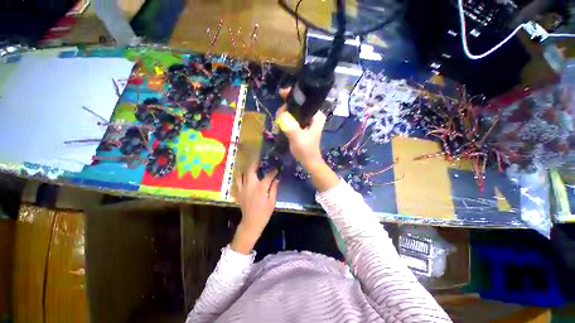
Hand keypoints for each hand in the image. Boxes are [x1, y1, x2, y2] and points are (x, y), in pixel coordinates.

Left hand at [231, 163, 278, 253]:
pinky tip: (243, 174)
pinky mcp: (239, 192)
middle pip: (251, 170)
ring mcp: (243, 188)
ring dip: (246, 168)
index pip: (268, 175)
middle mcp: (250, 185)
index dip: (273, 170)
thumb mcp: (272, 201)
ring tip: (250, 164)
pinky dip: (240, 176)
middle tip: (259, 158)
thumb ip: (274, 188)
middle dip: (255, 162)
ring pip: (242, 174)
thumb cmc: (264, 212)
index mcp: (261, 188)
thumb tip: (277, 178)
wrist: (251, 222)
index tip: (277, 167)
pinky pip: (237, 181)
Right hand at [276, 88, 326, 170]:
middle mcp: (313, 115)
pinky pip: (293, 118)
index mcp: (316, 115)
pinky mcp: (303, 126)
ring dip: (285, 114)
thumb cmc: (305, 150)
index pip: (305, 98)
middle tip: (279, 117)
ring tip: (278, 123)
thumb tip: (281, 114)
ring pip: (294, 111)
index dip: (293, 94)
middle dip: (286, 108)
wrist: (309, 161)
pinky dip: (286, 119)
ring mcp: (308, 121)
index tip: (282, 94)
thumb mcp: (297, 137)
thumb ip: (290, 125)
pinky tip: (281, 125)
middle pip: (298, 104)